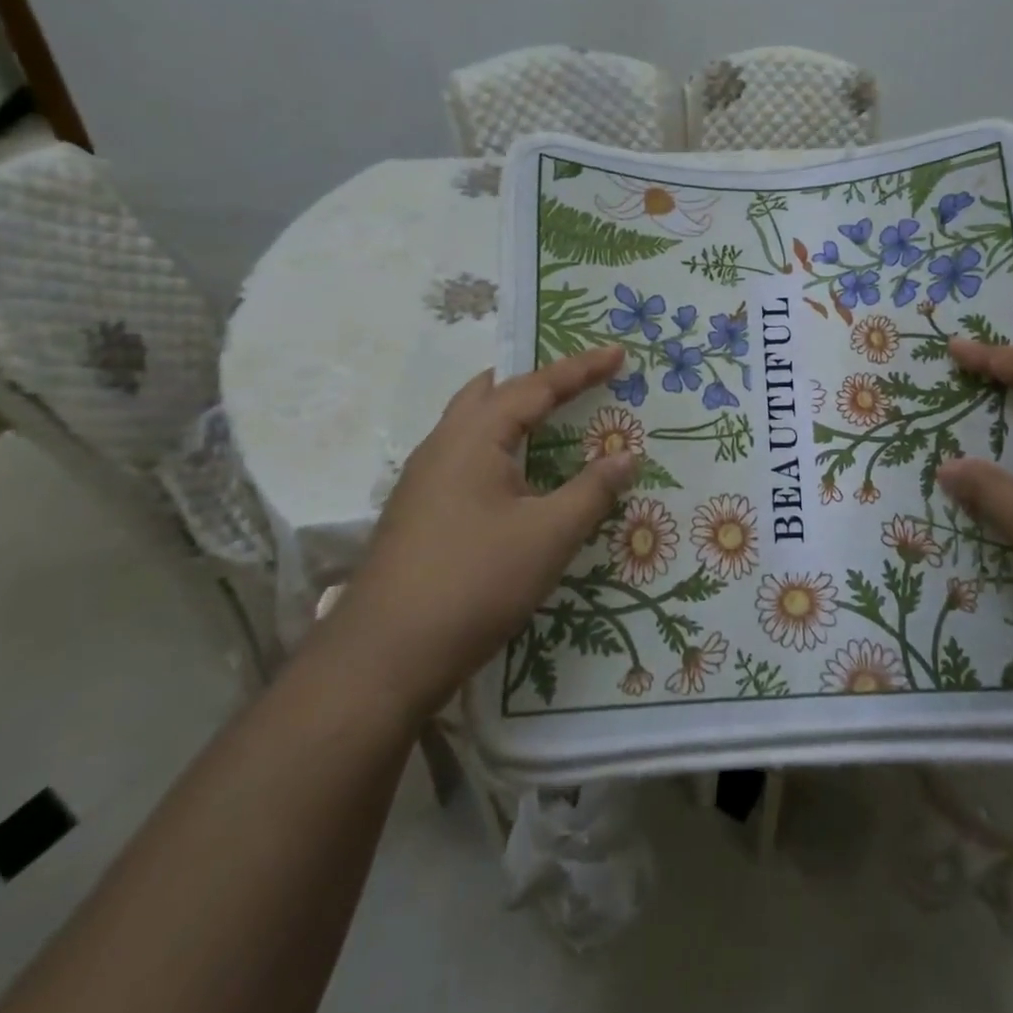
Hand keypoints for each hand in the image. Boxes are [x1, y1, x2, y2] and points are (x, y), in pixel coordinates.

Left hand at [330, 347, 638, 705]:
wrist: (382, 659)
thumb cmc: (473, 583)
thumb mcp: (548, 536)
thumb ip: (592, 490)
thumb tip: (630, 456)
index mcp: (472, 437)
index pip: (535, 386)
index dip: (581, 368)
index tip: (618, 353)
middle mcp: (442, 446)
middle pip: (492, 392)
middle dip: (538, 381)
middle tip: (578, 380)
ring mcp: (425, 481)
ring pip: (474, 426)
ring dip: (515, 414)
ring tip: (554, 420)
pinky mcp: (421, 513)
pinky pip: (468, 458)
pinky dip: (502, 448)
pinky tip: (519, 478)